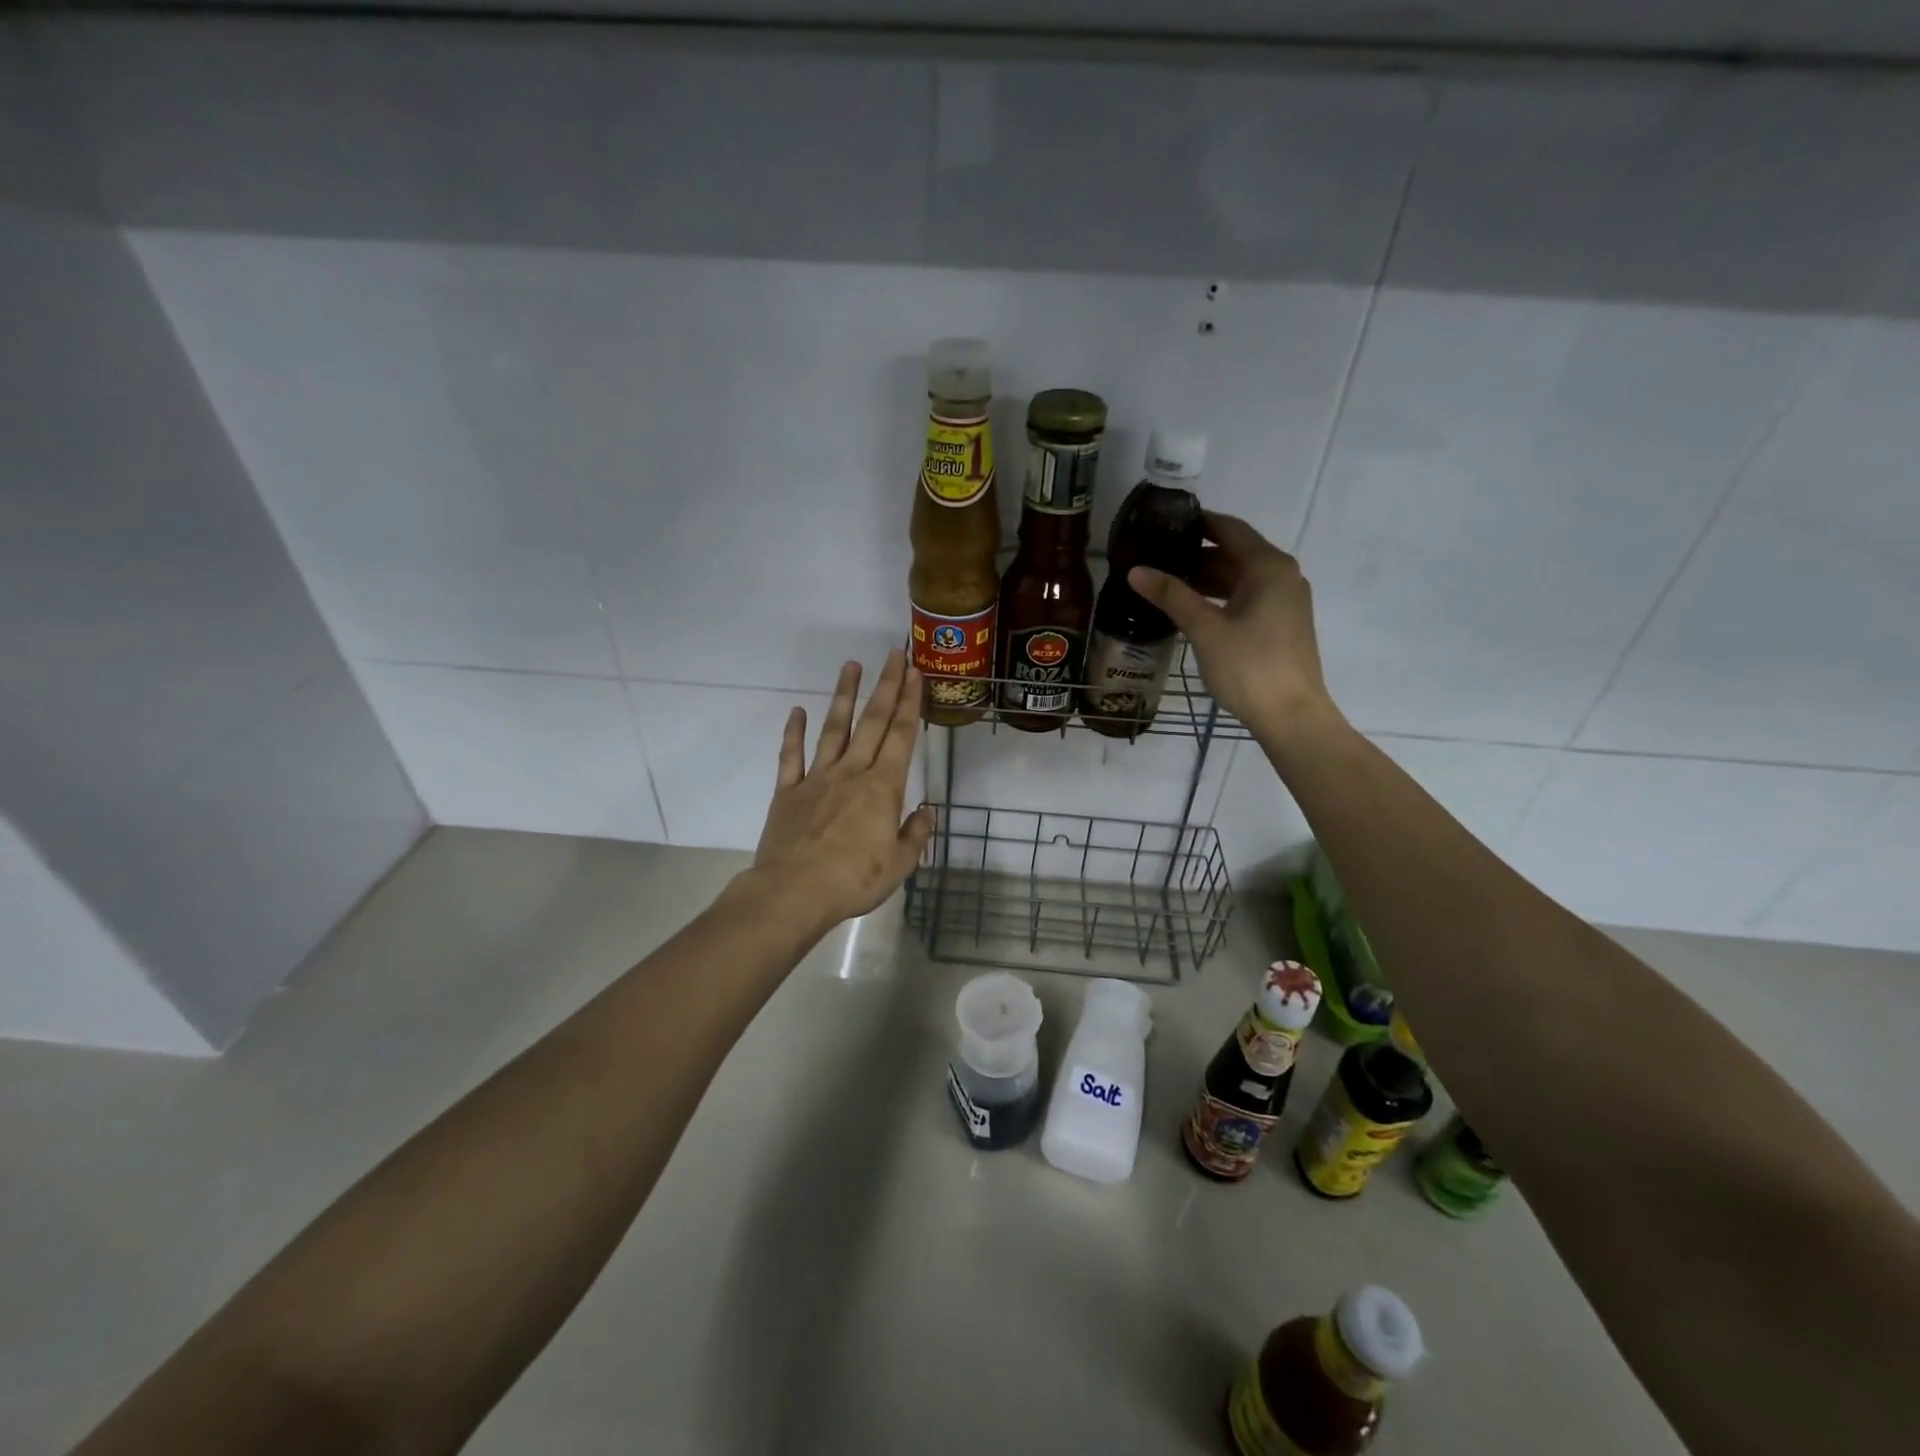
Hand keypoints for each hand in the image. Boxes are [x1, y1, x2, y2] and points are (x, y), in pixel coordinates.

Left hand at [750, 648, 934, 925]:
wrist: (793, 893)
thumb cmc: (853, 880)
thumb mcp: (899, 865)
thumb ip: (915, 834)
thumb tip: (926, 811)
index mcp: (882, 788)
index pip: (901, 736)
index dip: (909, 702)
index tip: (914, 672)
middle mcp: (851, 773)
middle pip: (872, 722)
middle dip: (885, 686)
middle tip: (893, 653)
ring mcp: (817, 779)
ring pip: (834, 729)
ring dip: (844, 696)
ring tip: (850, 665)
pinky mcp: (788, 792)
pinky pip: (791, 757)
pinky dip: (794, 733)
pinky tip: (797, 711)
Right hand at [1129, 511, 1336, 736]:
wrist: (1291, 715)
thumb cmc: (1249, 666)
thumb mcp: (1205, 629)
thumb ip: (1171, 595)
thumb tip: (1135, 569)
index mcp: (1269, 566)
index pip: (1230, 529)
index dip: (1198, 523)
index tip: (1164, 524)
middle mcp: (1283, 575)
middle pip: (1236, 552)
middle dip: (1197, 554)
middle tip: (1158, 558)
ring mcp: (1286, 600)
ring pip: (1241, 577)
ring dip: (1208, 578)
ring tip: (1168, 584)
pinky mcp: (1283, 622)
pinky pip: (1249, 596)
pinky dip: (1221, 596)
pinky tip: (1194, 609)